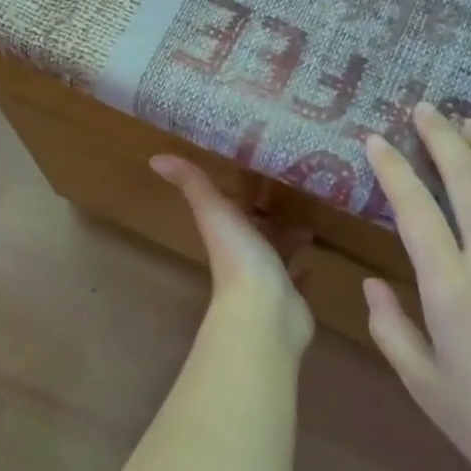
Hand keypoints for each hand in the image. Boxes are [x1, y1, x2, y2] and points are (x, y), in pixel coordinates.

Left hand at [152, 155, 314, 352]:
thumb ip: (192, 184)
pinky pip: (297, 281)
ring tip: (308, 225)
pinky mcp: (290, 297)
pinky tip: (314, 264)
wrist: (264, 312)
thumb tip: (156, 158)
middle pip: (256, 230)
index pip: (232, 206)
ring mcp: (268, 278)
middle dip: (269, 215)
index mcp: (227, 232)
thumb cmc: (240, 257)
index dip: (242, 192)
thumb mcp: (215, 211)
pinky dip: (303, 271)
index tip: (259, 170)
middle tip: (293, 195)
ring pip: (278, 253)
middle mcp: (244, 254)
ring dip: (288, 239)